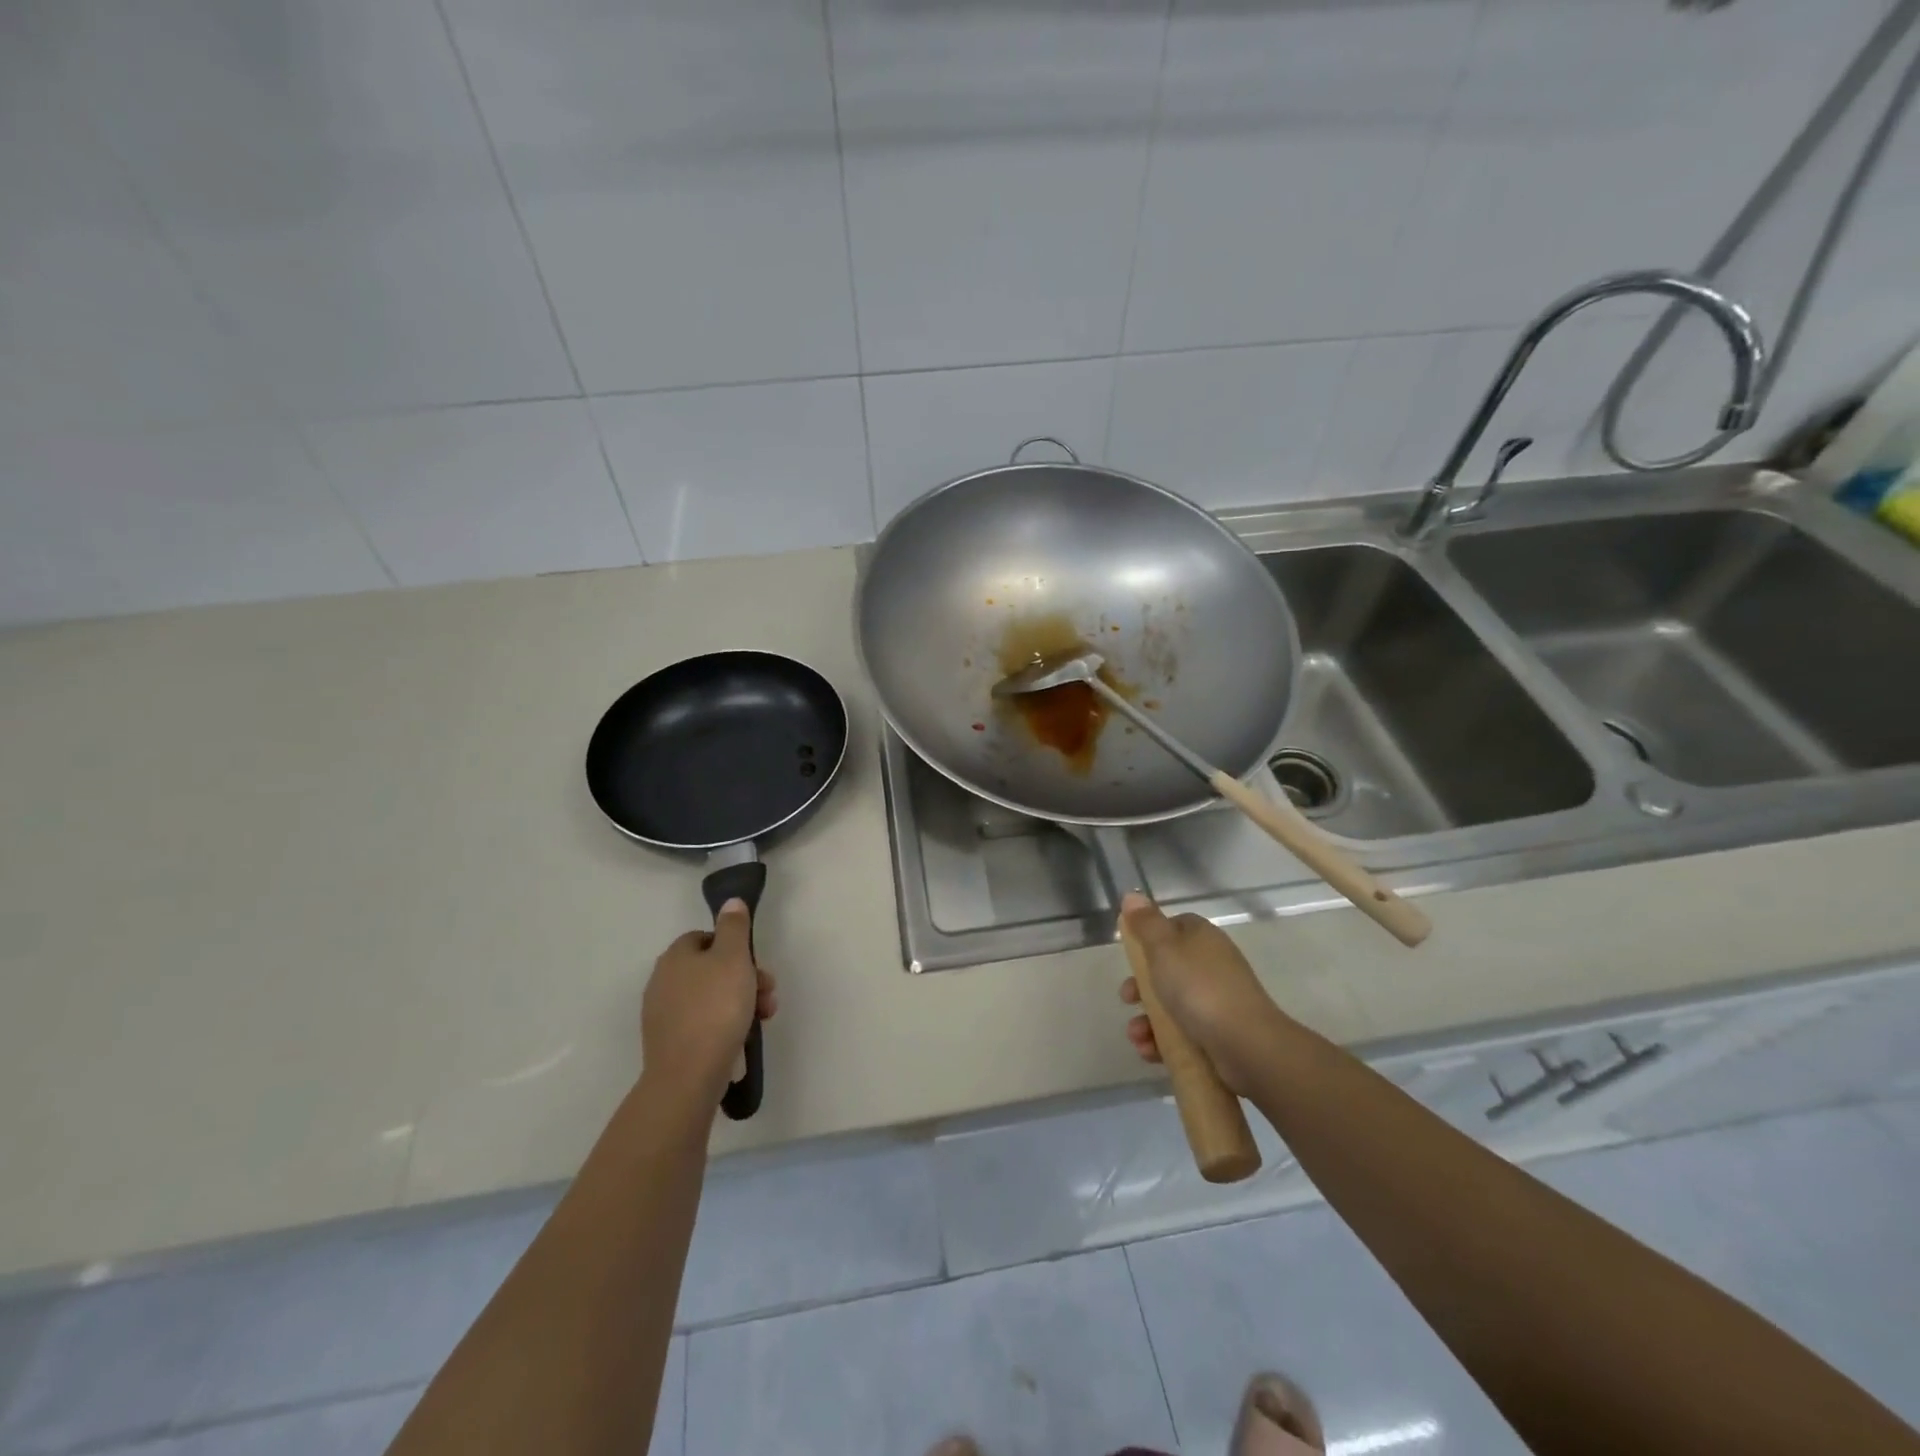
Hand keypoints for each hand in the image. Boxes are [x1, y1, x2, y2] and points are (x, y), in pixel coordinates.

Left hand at [641, 899, 777, 1106]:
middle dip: (746, 978)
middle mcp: (663, 981)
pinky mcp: (670, 1043)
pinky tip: (741, 1039)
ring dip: (741, 1002)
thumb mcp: (734, 958)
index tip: (756, 965)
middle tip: (768, 994)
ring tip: (763, 1019)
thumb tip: (730, 902)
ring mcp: (663, 1014)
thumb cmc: (715, 1008)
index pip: (706, 937)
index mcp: (675, 956)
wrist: (688, 1075)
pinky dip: (724, 1026)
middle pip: (712, 969)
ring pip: (711, 997)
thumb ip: (734, 927)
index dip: (735, 947)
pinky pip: (703, 1024)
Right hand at [1118, 890, 1281, 1093]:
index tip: (1131, 955)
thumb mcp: (1163, 948)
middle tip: (1127, 998)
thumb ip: (1145, 923)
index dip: (1148, 939)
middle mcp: (1211, 964)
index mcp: (1201, 937)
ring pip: (1172, 1004)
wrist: (1247, 1046)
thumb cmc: (1199, 988)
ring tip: (1137, 1036)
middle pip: (1168, 968)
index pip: (1173, 927)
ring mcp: (1217, 1000)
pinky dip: (1163, 1041)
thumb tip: (1132, 895)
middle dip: (1141, 986)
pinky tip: (1149, 1052)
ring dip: (1147, 1020)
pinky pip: (1183, 1033)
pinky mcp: (1218, 1033)